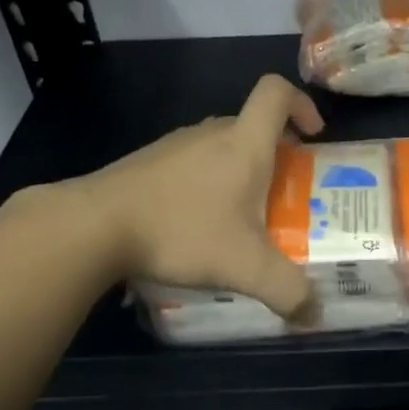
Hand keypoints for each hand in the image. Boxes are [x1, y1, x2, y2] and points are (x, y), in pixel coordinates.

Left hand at [79, 75, 324, 317]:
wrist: (94, 227)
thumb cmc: (181, 232)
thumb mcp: (245, 267)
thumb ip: (288, 292)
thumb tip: (314, 316)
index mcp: (243, 144)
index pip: (276, 93)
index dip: (301, 103)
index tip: (313, 134)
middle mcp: (210, 134)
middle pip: (252, 125)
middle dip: (276, 152)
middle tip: (284, 191)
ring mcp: (174, 146)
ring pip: (220, 145)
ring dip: (239, 169)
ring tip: (241, 215)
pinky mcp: (146, 163)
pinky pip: (191, 162)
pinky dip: (206, 183)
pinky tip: (196, 223)